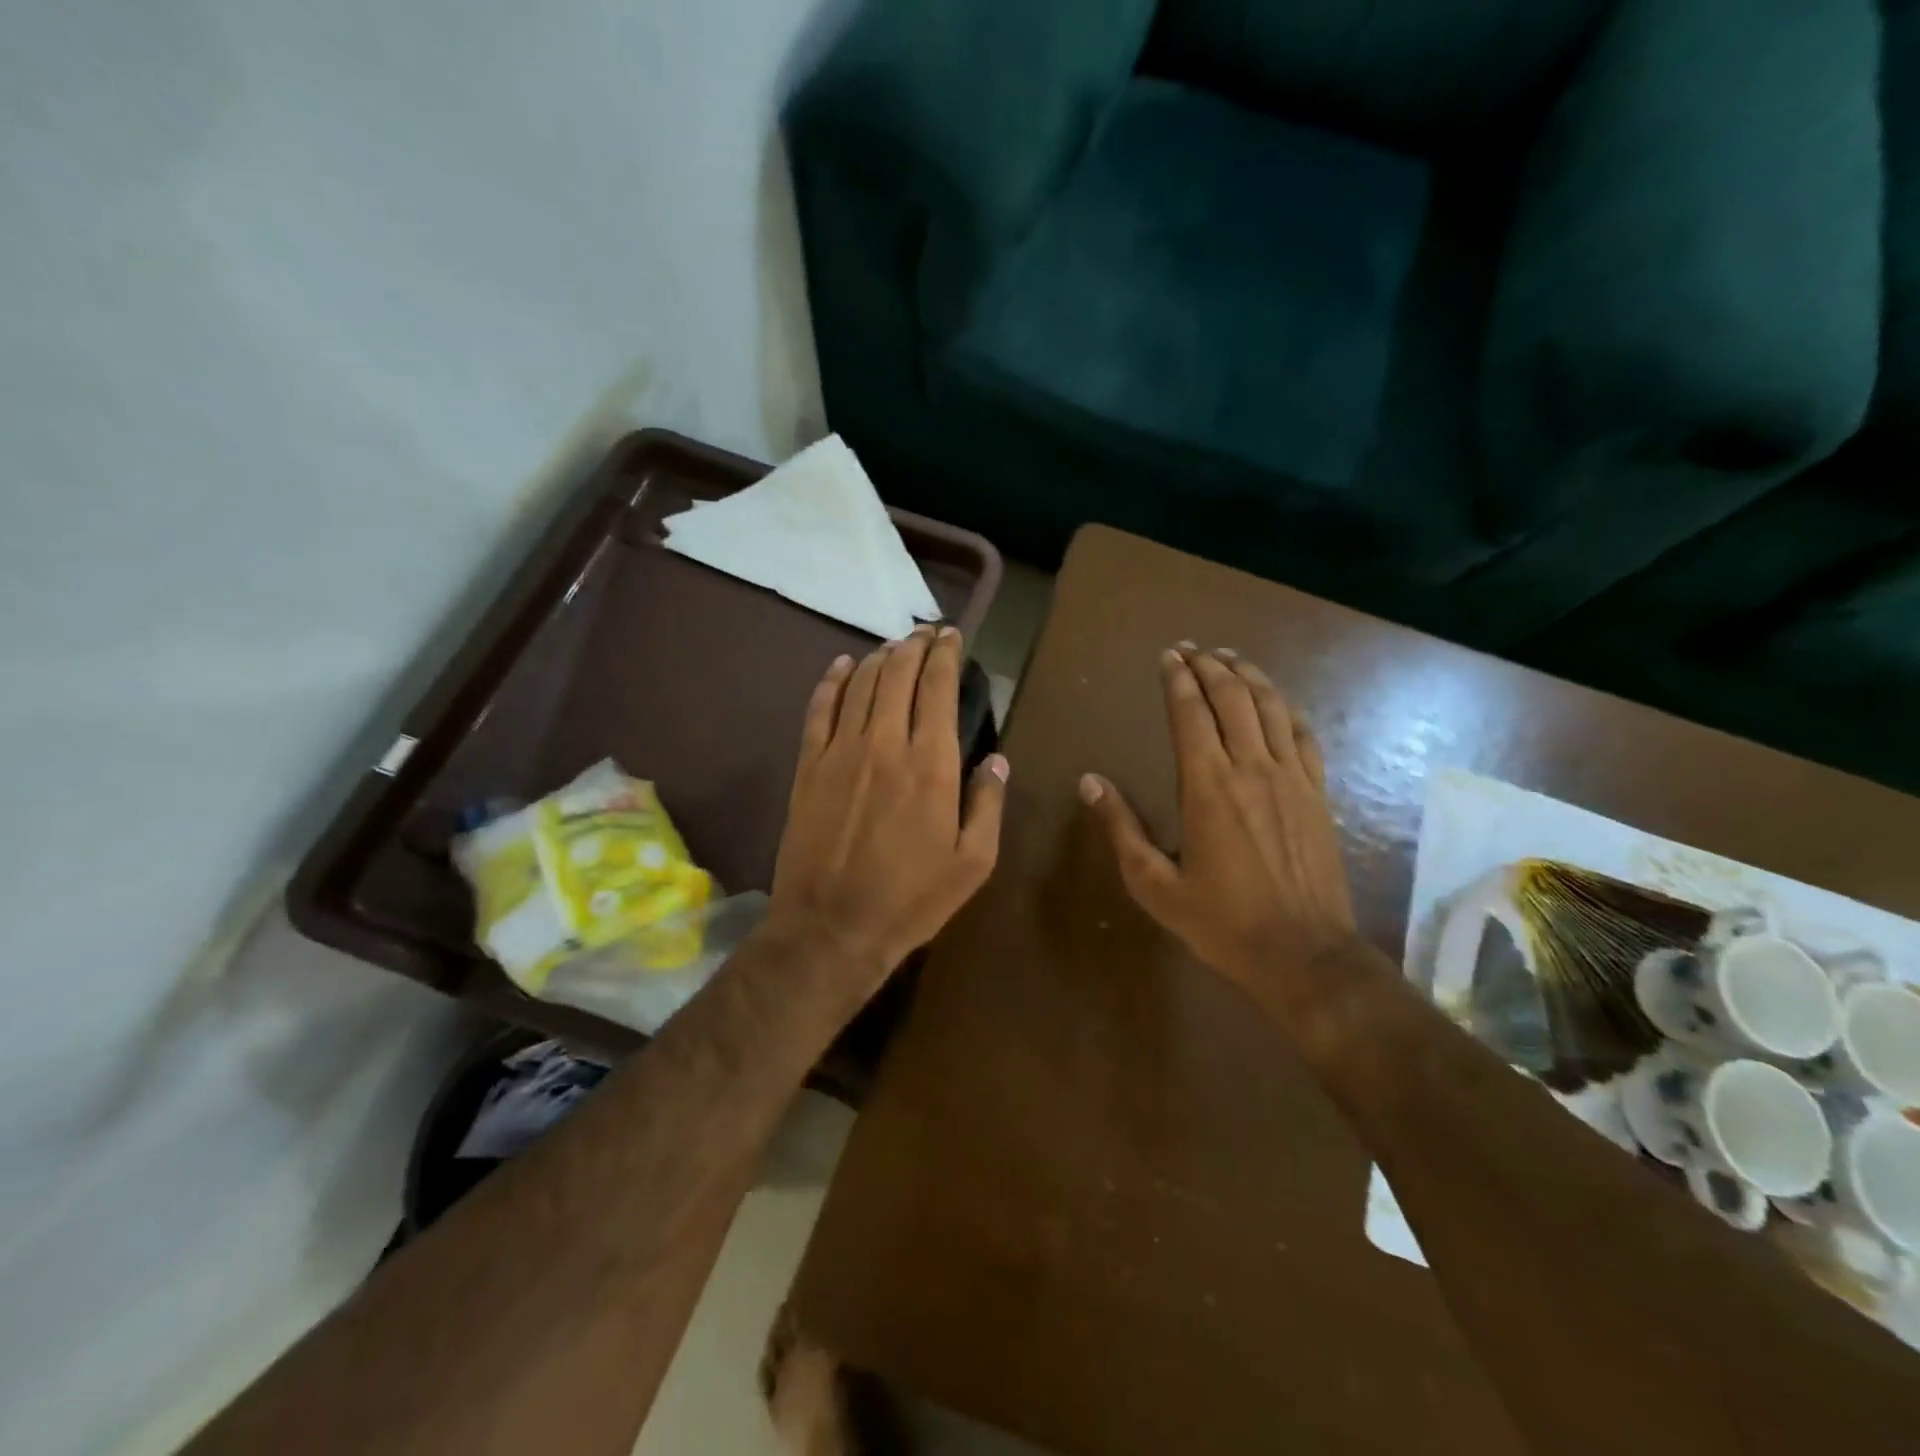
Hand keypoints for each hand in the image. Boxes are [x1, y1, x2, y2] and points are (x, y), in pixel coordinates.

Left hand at [769, 624, 1007, 992]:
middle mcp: (885, 743)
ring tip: (893, 646)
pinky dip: (831, 681)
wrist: (831, 928)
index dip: (945, 654)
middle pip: (897, 674)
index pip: (938, 688)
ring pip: (860, 684)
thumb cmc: (911, 900)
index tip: (952, 636)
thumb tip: (998, 760)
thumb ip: (988, 804)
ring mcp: (840, 751)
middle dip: (914, 645)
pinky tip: (841, 666)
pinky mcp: (809, 766)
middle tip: (925, 632)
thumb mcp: (973, 863)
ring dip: (879, 657)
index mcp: (931, 765)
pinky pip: (819, 709)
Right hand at [1079, 646, 1360, 1023]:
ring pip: (1270, 708)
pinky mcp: (1317, 794)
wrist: (1304, 954)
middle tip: (1192, 649)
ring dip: (1248, 676)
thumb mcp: (1154, 885)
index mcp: (1206, 787)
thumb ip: (1121, 828)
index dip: (1178, 680)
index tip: (1168, 657)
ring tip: (1230, 658)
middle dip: (1209, 667)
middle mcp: (1250, 769)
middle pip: (1231, 699)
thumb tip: (1089, 782)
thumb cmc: (1222, 923)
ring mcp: (1291, 778)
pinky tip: (1276, 699)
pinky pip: (1304, 736)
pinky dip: (1286, 708)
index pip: (1191, 714)